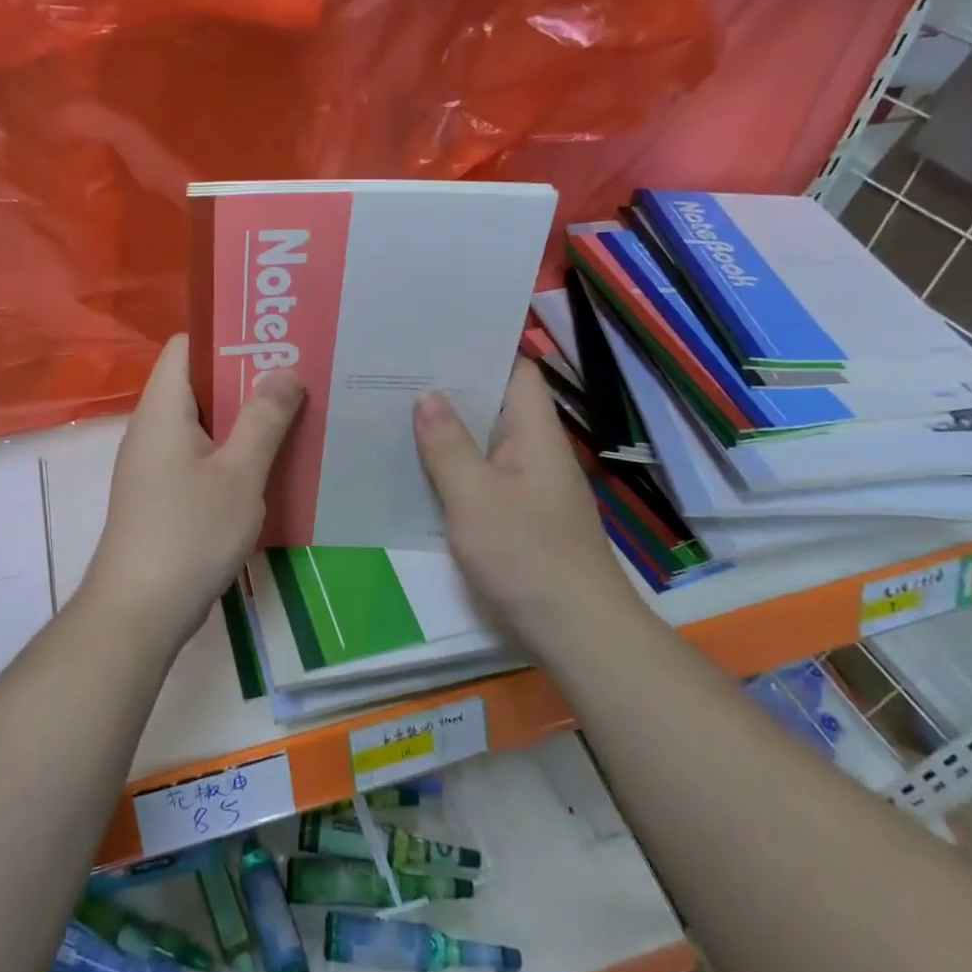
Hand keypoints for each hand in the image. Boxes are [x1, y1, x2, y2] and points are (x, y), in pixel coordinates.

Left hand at [80, 334, 303, 651]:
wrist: (139, 611)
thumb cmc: (189, 533)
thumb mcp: (239, 473)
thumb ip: (264, 419)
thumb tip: (285, 370)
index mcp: (163, 409)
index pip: (187, 346)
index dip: (227, 336)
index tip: (274, 339)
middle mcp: (152, 428)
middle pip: (198, 382)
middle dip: (246, 377)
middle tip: (297, 375)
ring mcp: (155, 463)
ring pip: (202, 422)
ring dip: (243, 417)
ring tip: (292, 413)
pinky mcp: (162, 494)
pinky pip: (200, 454)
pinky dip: (231, 450)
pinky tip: (267, 464)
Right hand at [414, 359, 637, 651]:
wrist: (576, 634)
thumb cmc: (526, 556)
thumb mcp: (475, 497)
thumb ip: (448, 445)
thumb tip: (427, 395)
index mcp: (535, 434)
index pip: (516, 371)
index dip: (481, 348)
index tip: (434, 337)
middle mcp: (535, 452)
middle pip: (496, 405)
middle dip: (451, 389)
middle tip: (397, 373)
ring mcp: (529, 486)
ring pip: (485, 443)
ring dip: (448, 431)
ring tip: (396, 411)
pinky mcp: (519, 517)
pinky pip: (482, 477)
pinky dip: (453, 469)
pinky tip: (417, 470)